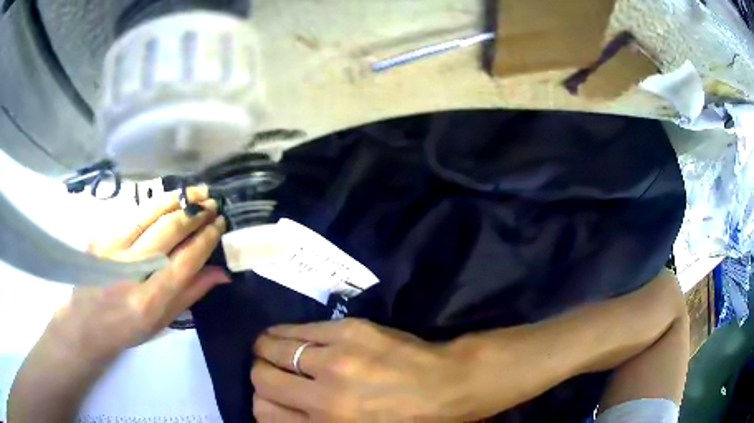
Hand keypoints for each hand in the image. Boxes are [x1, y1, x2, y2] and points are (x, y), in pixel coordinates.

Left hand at [48, 185, 228, 362]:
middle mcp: (128, 273)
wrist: (86, 323)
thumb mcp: (161, 322)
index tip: (219, 224)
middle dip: (193, 213)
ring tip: (196, 192)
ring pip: (148, 214)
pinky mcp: (99, 236)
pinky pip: (132, 215)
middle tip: (212, 203)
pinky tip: (168, 201)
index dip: (204, 240)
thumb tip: (222, 272)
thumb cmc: (127, 329)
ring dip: (176, 200)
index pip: (183, 263)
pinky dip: (155, 205)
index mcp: (147, 302)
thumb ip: (190, 293)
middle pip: (166, 232)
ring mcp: (110, 250)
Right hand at [252, 319, 471, 421]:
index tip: (269, 398)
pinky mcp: (348, 330)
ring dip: (267, 349)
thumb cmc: (403, 422)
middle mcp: (324, 396)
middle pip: (262, 377)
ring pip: (273, 346)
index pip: (263, 412)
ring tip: (272, 350)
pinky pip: (299, 327)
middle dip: (260, 374)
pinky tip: (292, 336)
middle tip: (270, 371)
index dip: (261, 403)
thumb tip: (274, 410)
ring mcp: (335, 359)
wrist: (445, 387)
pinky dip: (287, 333)